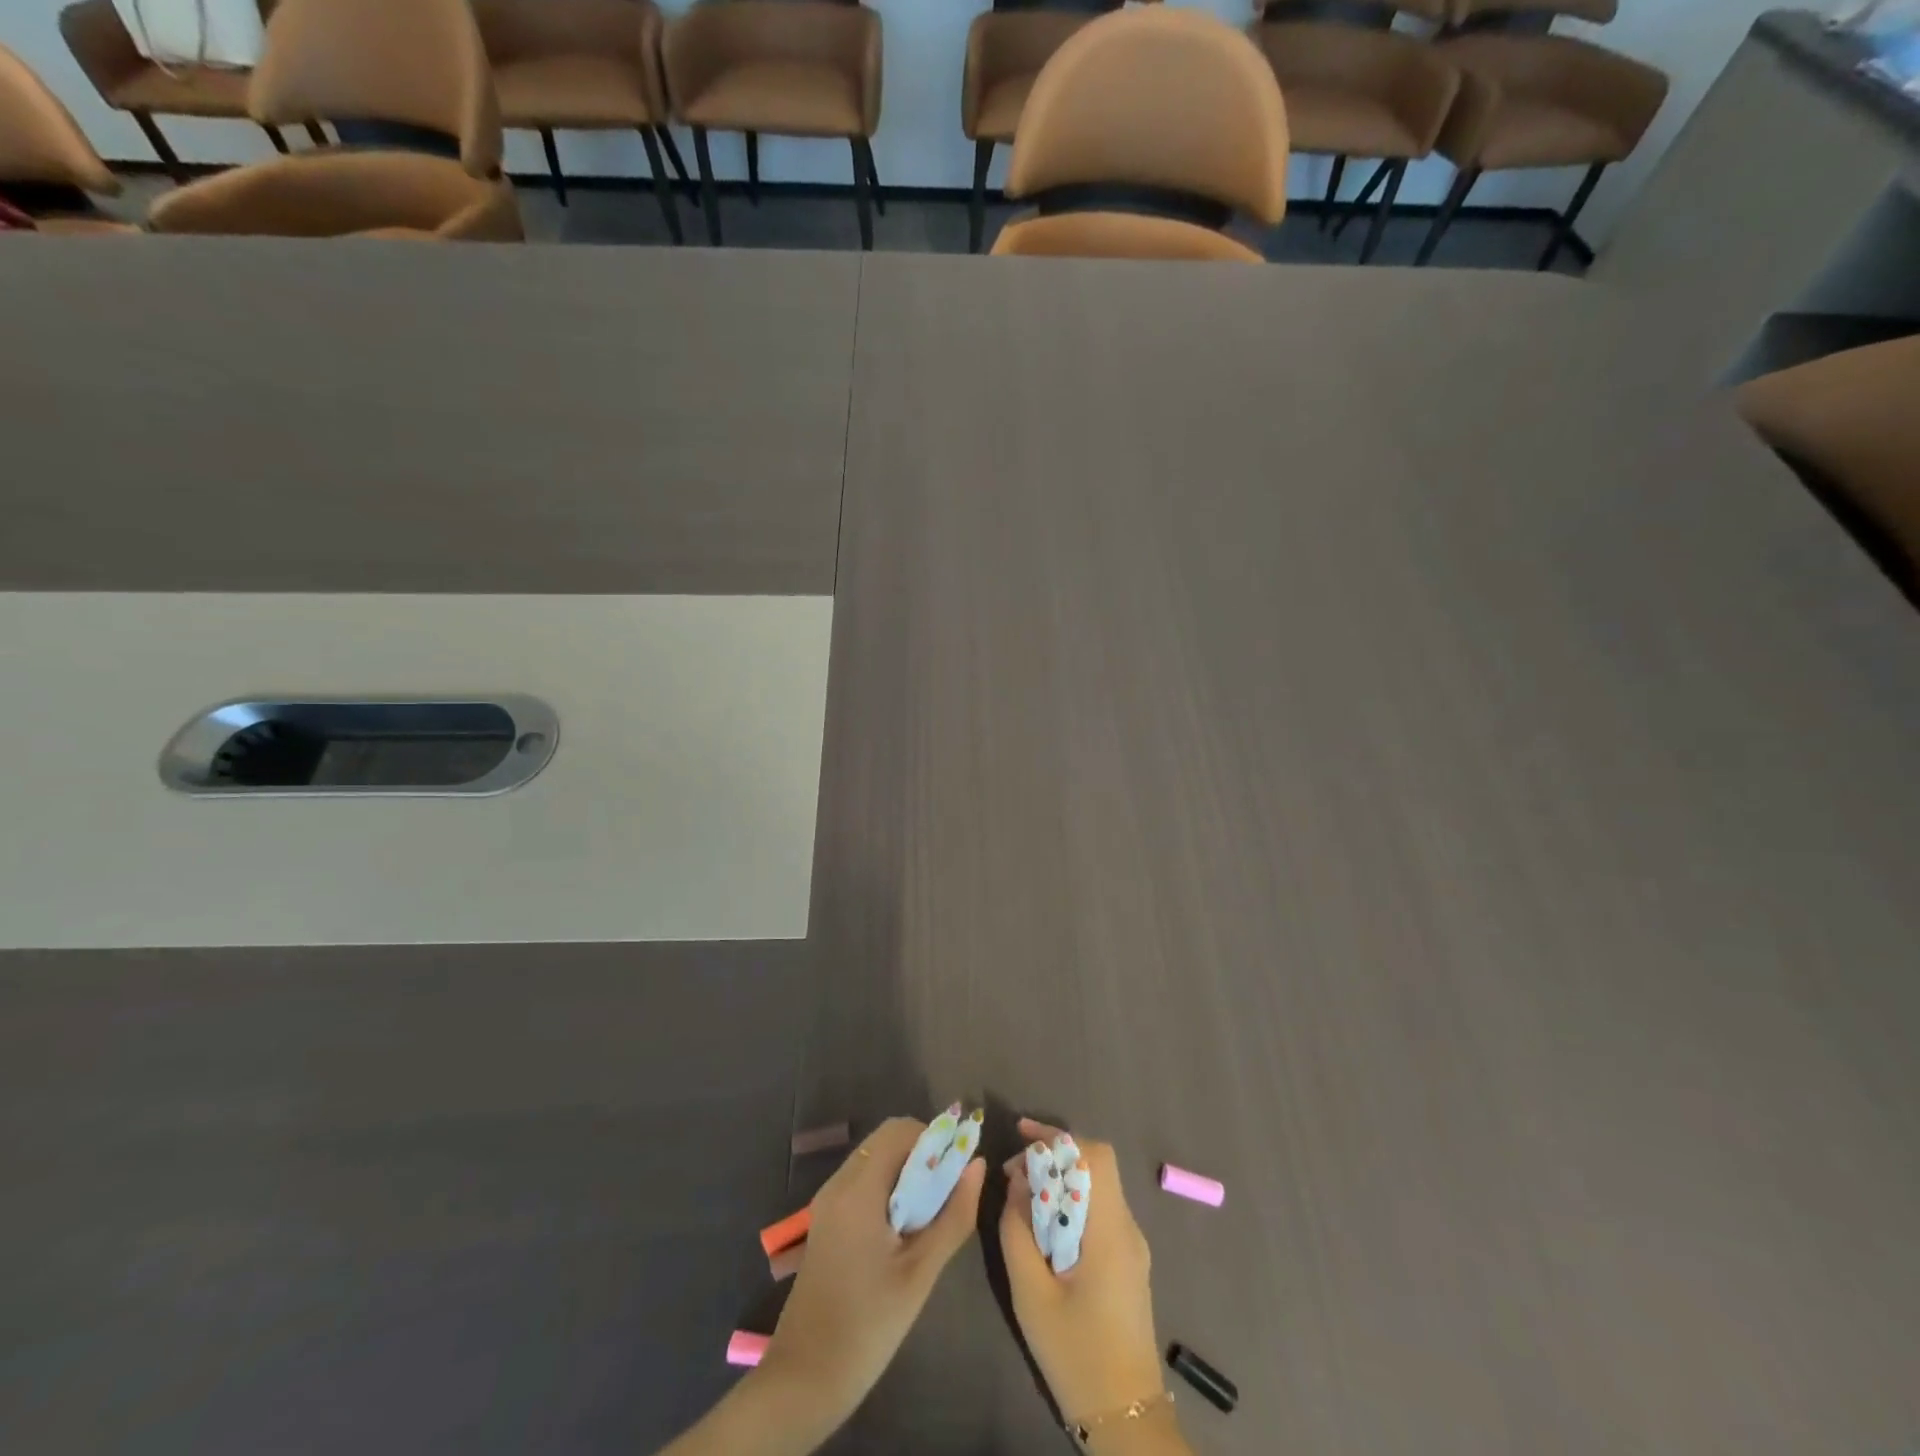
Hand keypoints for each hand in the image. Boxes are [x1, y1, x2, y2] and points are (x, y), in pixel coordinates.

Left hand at [761, 1117, 985, 1421]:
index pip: (900, 1130)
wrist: (805, 1378)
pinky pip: (863, 1180)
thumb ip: (954, 1214)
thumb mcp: (921, 1272)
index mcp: (858, 1189)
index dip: (934, 1138)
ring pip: (875, 1158)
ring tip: (931, 1211)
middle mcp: (839, 1183)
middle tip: (948, 1191)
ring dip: (907, 1169)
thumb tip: (977, 1165)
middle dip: (923, 1153)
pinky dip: (889, 1185)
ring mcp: (828, 1200)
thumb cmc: (868, 1325)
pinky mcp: (826, 1218)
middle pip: (886, 1139)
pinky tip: (904, 1226)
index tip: (958, 1169)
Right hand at [1000, 1118, 1165, 1426]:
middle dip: (1054, 1155)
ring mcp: (1132, 1246)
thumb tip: (1017, 1181)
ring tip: (1021, 1195)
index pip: (1095, 1156)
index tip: (1022, 1136)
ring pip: (1097, 1187)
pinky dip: (1071, 1202)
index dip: (1058, 1137)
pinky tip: (1043, 1224)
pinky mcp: (1128, 1262)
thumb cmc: (1076, 1354)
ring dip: (1061, 1179)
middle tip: (1014, 1172)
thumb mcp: (1031, 1294)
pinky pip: (1099, 1211)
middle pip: (1096, 1166)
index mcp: (1110, 1231)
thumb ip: (1017, 1231)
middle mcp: (1128, 1229)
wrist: (1126, 1418)